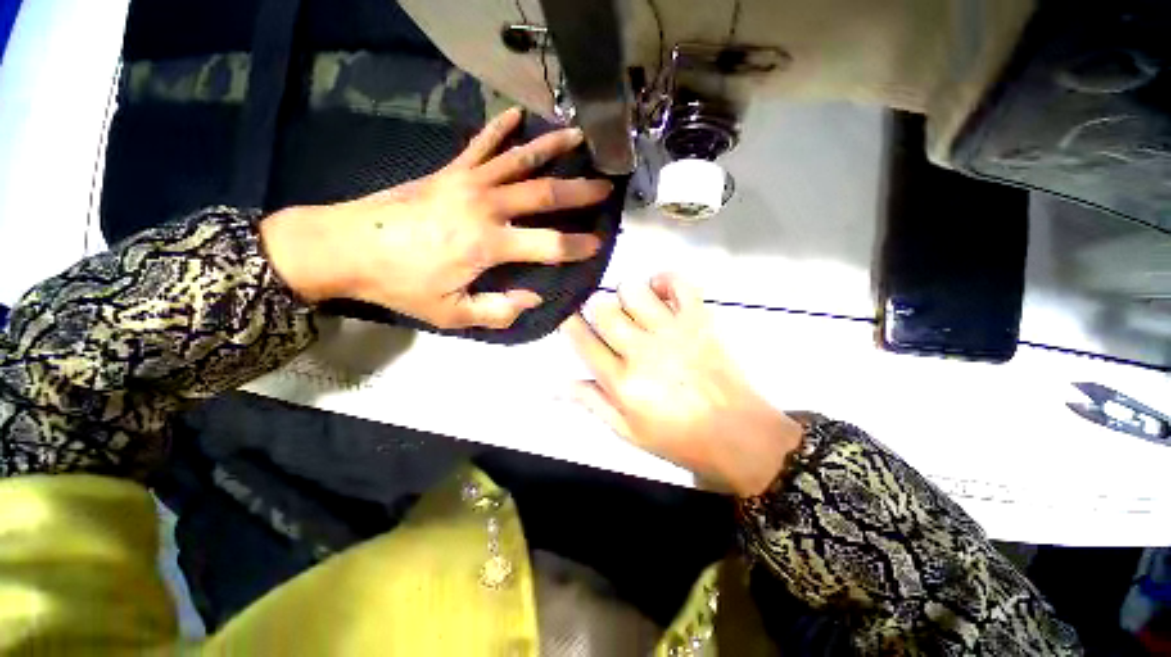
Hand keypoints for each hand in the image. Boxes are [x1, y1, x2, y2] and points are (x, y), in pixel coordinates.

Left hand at [261, 107, 612, 328]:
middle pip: (544, 194)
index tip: (598, 244)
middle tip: (606, 187)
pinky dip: (500, 129)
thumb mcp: (452, 313)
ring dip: (552, 147)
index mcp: (489, 244)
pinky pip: (481, 145)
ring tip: (579, 137)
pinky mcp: (450, 171)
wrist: (347, 247)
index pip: (549, 245)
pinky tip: (517, 115)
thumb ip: (498, 310)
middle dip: (580, 192)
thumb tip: (533, 299)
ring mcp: (468, 182)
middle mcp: (486, 206)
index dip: (577, 246)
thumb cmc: (402, 284)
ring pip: (520, 160)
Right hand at [562, 275, 803, 496]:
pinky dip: (664, 279)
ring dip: (626, 294)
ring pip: (634, 290)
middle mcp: (643, 351)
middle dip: (596, 306)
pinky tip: (659, 291)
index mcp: (622, 382)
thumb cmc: (679, 438)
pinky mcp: (699, 320)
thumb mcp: (628, 432)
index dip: (570, 324)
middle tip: (605, 317)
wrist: (738, 435)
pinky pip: (678, 283)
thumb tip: (556, 385)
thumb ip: (592, 403)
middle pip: (604, 309)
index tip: (569, 318)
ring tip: (634, 308)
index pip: (583, 341)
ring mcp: (673, 331)